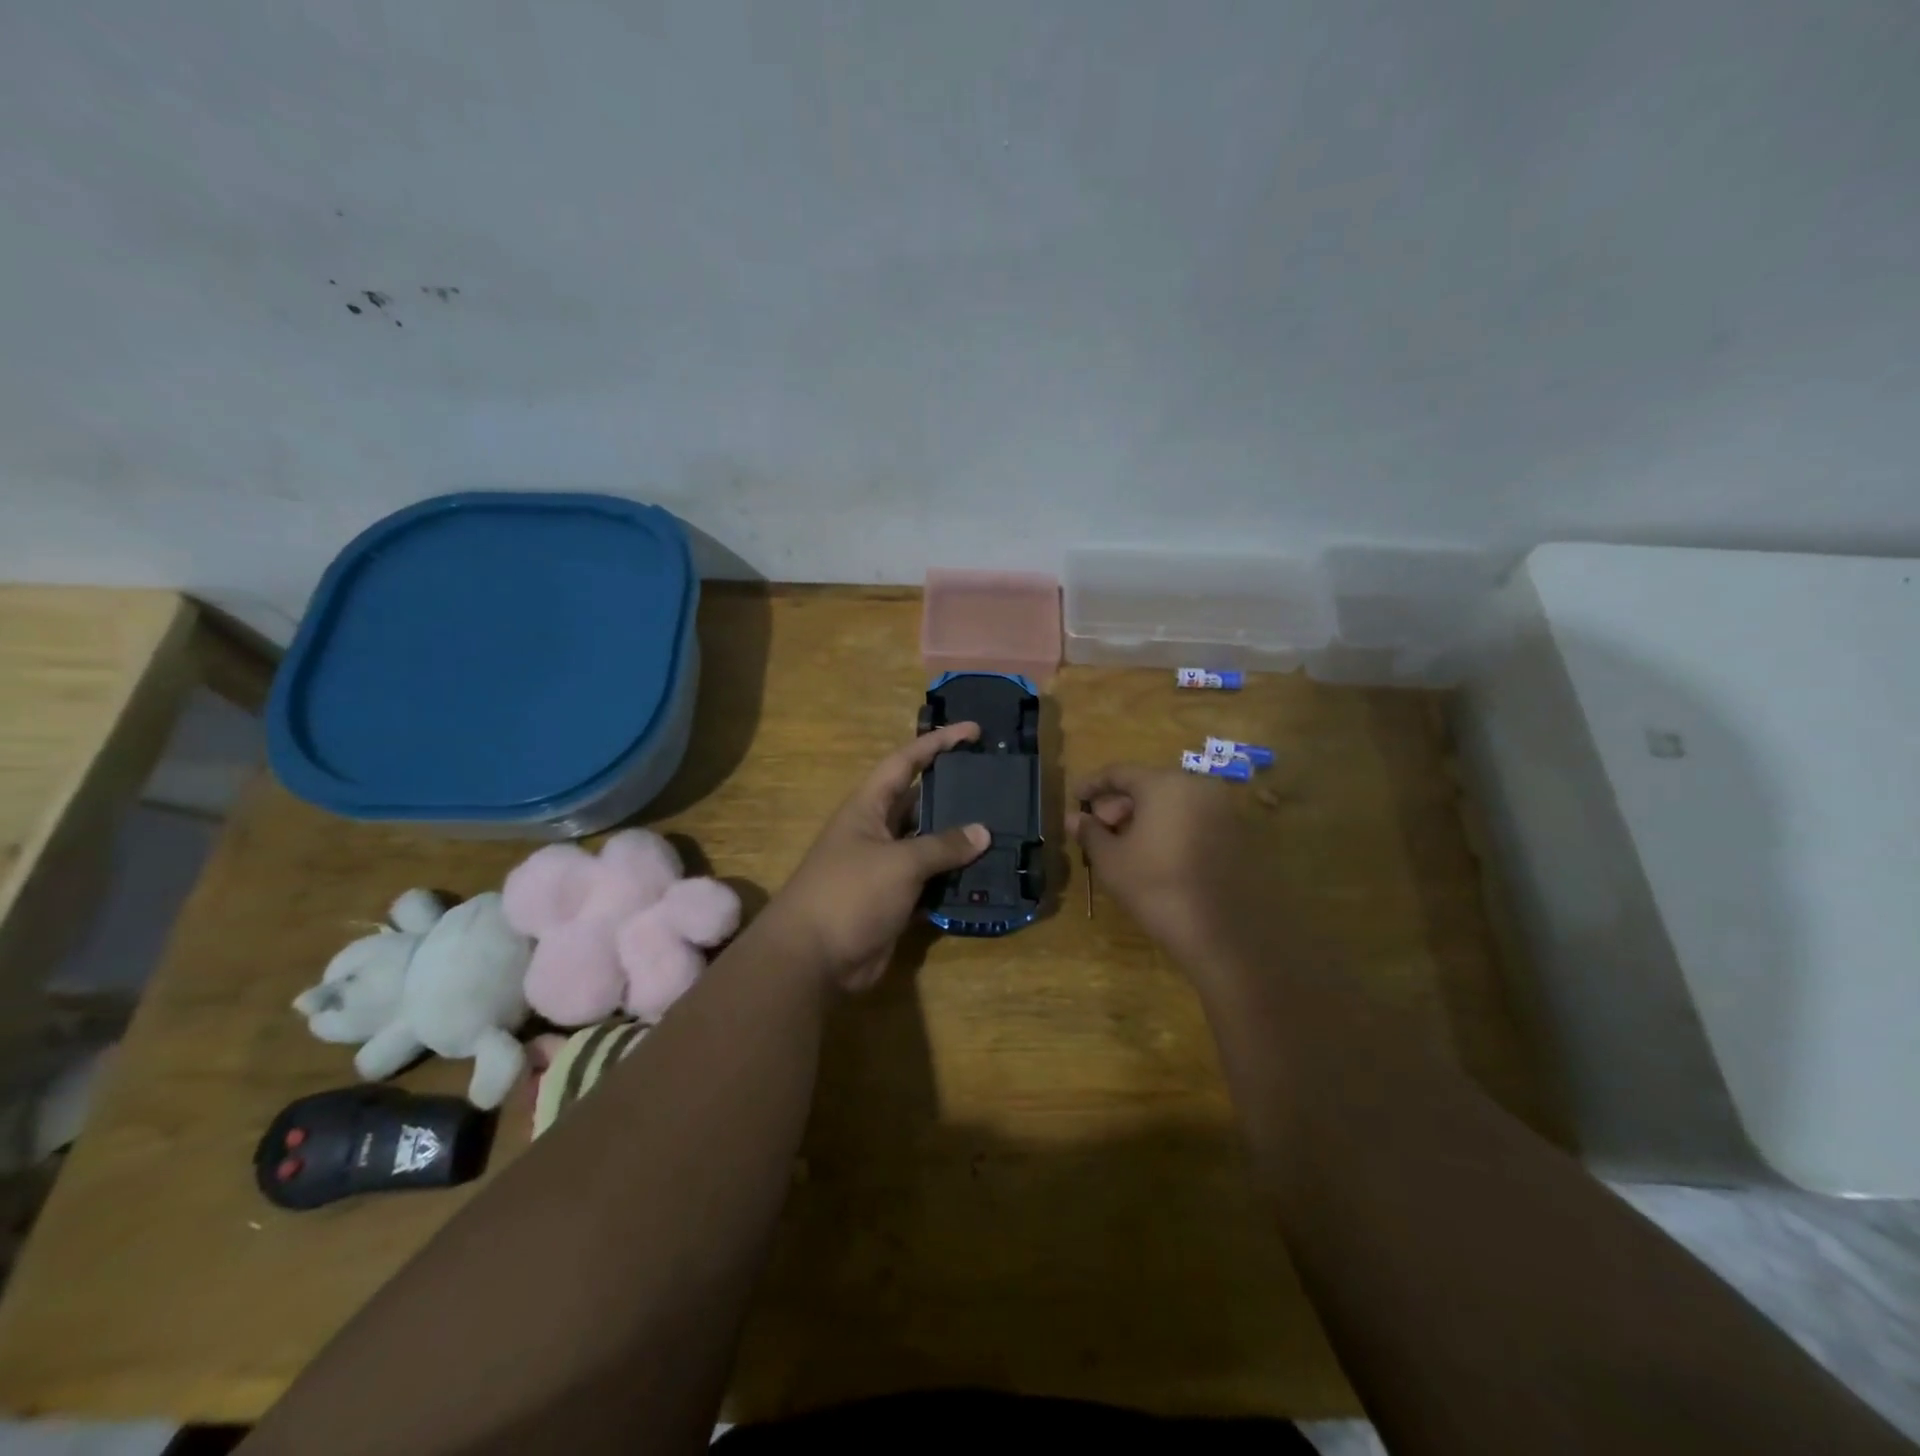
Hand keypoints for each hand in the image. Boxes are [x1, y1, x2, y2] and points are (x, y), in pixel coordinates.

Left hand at [768, 723, 990, 992]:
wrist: (812, 959)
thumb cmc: (849, 893)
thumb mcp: (899, 863)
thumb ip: (942, 846)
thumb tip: (982, 832)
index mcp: (868, 807)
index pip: (905, 762)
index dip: (938, 743)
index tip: (973, 731)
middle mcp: (877, 831)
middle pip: (920, 802)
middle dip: (955, 792)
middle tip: (996, 783)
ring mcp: (885, 867)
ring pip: (929, 844)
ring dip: (959, 840)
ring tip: (1002, 828)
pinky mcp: (894, 900)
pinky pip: (930, 881)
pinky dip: (954, 879)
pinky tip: (986, 875)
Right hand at [1067, 763, 1271, 971]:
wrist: (1218, 932)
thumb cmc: (1155, 887)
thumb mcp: (1110, 859)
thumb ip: (1090, 832)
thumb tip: (1074, 818)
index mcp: (1165, 784)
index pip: (1120, 772)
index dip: (1093, 784)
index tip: (1076, 797)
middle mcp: (1198, 786)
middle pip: (1149, 785)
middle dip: (1120, 804)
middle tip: (1100, 829)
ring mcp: (1223, 809)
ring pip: (1173, 802)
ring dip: (1145, 817)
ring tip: (1124, 844)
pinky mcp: (1237, 834)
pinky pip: (1193, 818)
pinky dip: (1170, 827)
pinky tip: (1155, 853)